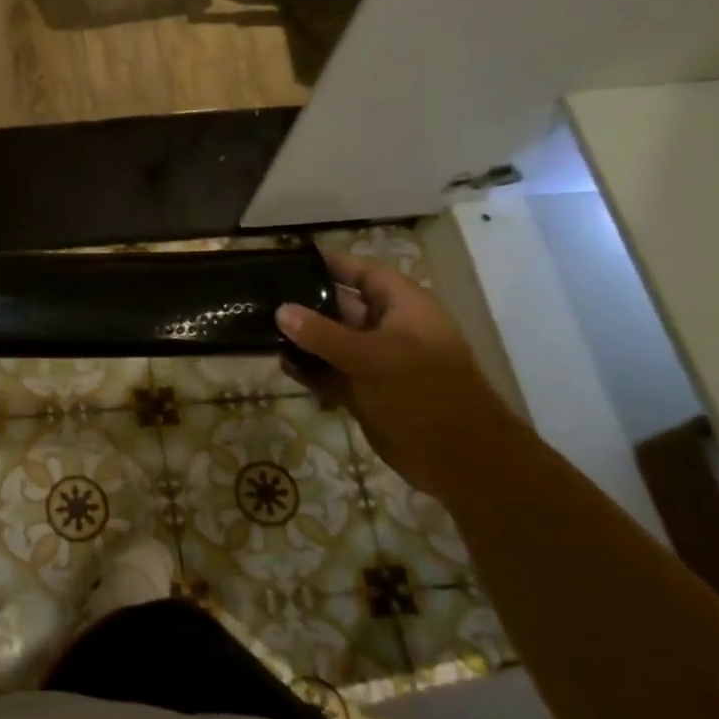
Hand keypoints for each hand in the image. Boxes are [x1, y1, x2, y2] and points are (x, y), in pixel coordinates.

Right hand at [276, 248, 522, 499]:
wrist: (458, 460)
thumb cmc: (423, 393)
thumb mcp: (372, 357)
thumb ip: (323, 334)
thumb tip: (281, 310)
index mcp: (403, 308)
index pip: (363, 272)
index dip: (330, 264)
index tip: (289, 259)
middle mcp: (388, 329)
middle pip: (341, 305)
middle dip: (306, 302)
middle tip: (262, 296)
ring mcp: (376, 362)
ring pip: (332, 340)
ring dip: (302, 338)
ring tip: (260, 328)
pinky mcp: (365, 391)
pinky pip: (330, 371)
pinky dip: (309, 368)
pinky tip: (281, 363)